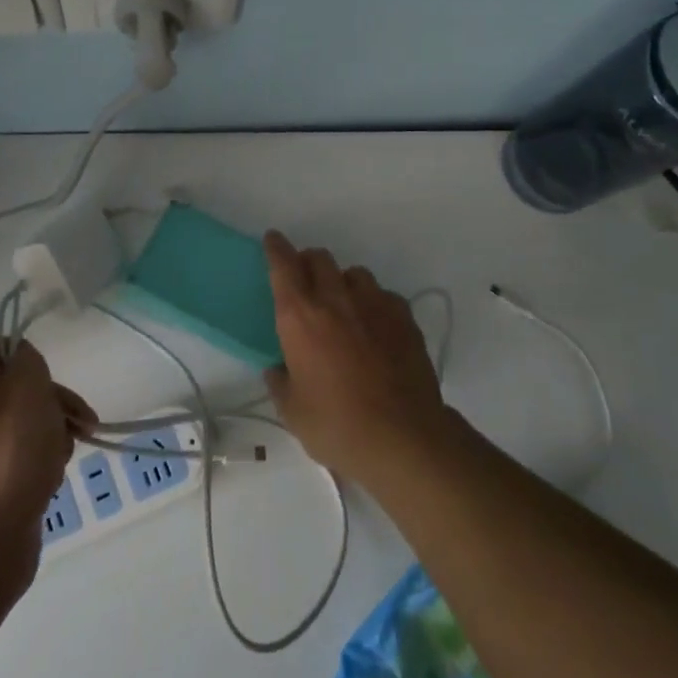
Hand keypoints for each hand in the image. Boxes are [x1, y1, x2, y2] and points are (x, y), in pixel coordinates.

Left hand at [0, 339, 96, 578]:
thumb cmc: (9, 451)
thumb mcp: (28, 386)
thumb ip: (28, 359)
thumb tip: (23, 363)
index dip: (27, 356)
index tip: (47, 379)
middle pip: (15, 385)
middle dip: (52, 399)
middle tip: (79, 419)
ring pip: (24, 420)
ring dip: (52, 430)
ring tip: (64, 453)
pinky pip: (19, 453)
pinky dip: (40, 458)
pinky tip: (52, 475)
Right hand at [262, 232, 450, 484]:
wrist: (404, 437)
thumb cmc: (338, 425)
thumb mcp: (293, 413)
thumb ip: (280, 384)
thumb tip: (277, 369)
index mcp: (300, 317)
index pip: (283, 266)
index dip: (276, 249)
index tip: (273, 240)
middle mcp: (336, 300)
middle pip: (319, 258)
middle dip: (308, 262)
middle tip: (305, 280)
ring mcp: (374, 304)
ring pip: (354, 273)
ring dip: (342, 281)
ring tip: (343, 304)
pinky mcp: (404, 317)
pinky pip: (383, 295)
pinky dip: (374, 303)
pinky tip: (375, 326)